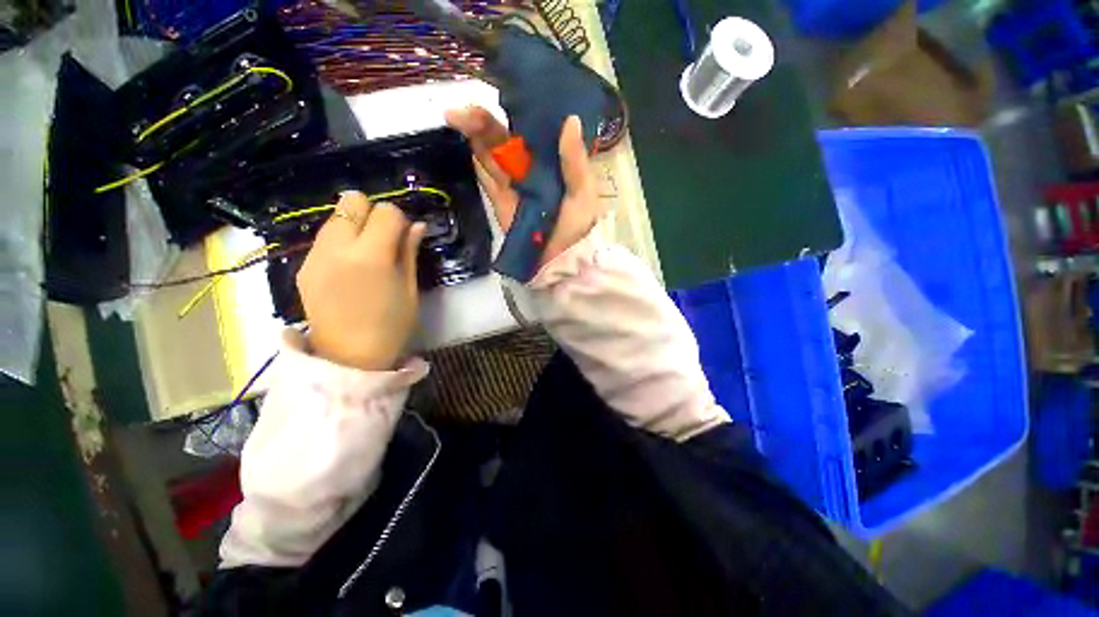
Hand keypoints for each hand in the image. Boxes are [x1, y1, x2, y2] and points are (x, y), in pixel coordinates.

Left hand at [296, 193, 425, 370]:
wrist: (348, 358)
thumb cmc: (391, 326)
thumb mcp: (409, 289)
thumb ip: (409, 252)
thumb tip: (417, 226)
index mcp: (371, 256)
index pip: (386, 212)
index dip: (399, 220)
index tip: (404, 238)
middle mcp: (337, 248)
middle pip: (352, 201)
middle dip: (372, 213)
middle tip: (383, 240)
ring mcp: (315, 256)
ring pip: (335, 217)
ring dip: (354, 226)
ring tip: (366, 254)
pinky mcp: (303, 266)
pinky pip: (323, 238)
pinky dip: (339, 242)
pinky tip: (348, 268)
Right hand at [445, 107, 601, 269]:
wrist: (560, 262)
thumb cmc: (577, 228)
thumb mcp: (583, 193)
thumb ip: (575, 160)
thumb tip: (571, 119)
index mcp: (553, 163)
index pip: (533, 133)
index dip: (518, 112)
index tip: (502, 90)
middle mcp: (531, 170)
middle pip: (506, 140)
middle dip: (486, 122)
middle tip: (465, 107)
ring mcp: (514, 186)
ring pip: (492, 156)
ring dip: (475, 136)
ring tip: (457, 115)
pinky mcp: (501, 202)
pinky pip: (487, 179)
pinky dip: (476, 161)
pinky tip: (464, 140)